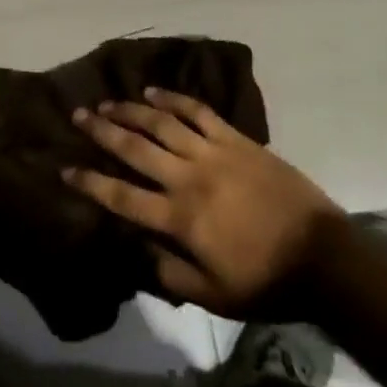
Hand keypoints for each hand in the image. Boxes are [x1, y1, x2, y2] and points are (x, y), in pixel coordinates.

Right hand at [63, 88, 343, 319]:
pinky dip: (173, 97)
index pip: (122, 196)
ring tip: (108, 100)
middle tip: (78, 113)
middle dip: (102, 130)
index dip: (91, 182)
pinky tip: (154, 90)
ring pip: (161, 121)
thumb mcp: (214, 297)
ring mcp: (211, 151)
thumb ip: (169, 274)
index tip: (65, 168)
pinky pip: (197, 110)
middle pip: (135, 146)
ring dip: (131, 108)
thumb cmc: (264, 281)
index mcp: (180, 218)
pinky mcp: (234, 137)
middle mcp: (187, 177)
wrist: (321, 255)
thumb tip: (134, 248)